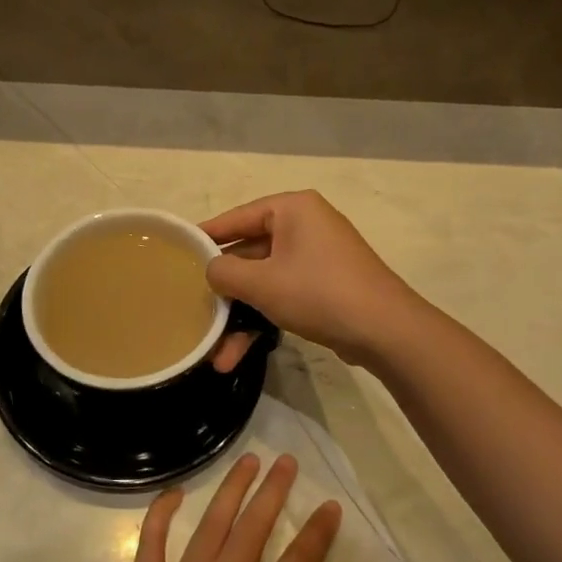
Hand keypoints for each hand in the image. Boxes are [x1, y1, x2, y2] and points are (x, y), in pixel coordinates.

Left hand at [85, 453, 347, 561]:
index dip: (317, 533)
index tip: (331, 506)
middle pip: (253, 529)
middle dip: (274, 491)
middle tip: (288, 461)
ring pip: (211, 525)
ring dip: (231, 489)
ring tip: (248, 459)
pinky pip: (152, 542)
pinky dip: (161, 513)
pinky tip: (174, 492)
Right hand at [203, 190, 419, 367]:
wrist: (385, 330)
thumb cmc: (319, 292)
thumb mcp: (262, 282)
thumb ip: (225, 271)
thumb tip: (211, 270)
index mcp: (292, 209)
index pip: (236, 217)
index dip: (205, 235)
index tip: (176, 250)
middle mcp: (305, 225)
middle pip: (249, 252)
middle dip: (223, 289)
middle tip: (192, 303)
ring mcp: (317, 257)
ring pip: (265, 281)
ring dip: (241, 315)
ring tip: (215, 351)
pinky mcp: (325, 286)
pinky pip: (283, 294)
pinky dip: (263, 318)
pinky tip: (239, 352)